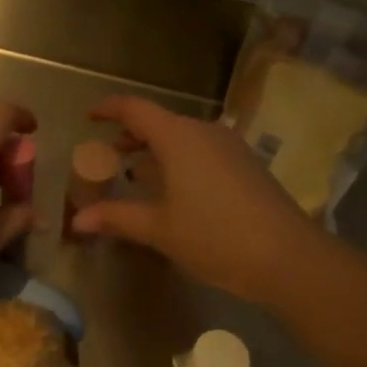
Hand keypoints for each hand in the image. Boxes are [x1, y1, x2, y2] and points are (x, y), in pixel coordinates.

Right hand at [69, 95, 324, 303]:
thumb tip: (77, 220)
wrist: (289, 258)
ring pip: (182, 137)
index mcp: (178, 137)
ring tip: (135, 174)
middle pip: (159, 122)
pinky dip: (179, 160)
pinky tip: (174, 190)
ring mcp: (230, 147)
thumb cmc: (215, 237)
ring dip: (156, 150)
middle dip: (131, 135)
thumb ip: (116, 217)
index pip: (135, 109)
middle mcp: (204, 132)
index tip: (89, 116)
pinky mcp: (246, 165)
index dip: (109, 108)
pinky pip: (202, 151)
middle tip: (107, 156)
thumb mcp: (159, 229)